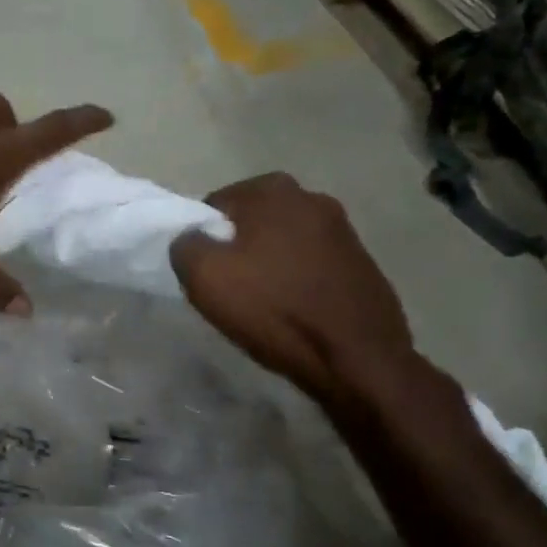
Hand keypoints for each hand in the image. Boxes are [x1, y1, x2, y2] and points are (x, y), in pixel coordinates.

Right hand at [171, 173, 425, 407]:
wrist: (355, 357)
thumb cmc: (274, 309)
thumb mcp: (205, 276)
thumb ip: (185, 245)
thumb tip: (191, 239)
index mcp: (273, 190)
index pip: (215, 204)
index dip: (203, 239)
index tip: (204, 273)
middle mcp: (312, 197)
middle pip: (253, 222)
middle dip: (238, 249)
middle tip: (229, 289)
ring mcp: (343, 230)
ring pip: (284, 243)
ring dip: (270, 265)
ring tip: (263, 304)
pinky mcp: (362, 262)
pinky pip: (312, 266)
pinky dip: (298, 282)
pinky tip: (294, 312)